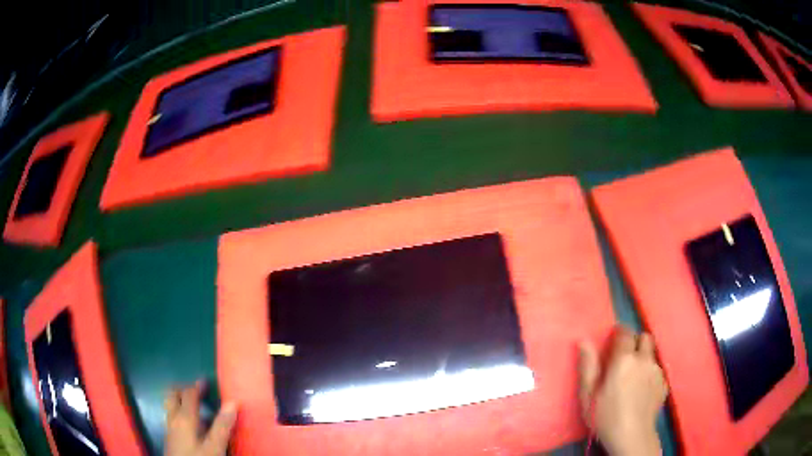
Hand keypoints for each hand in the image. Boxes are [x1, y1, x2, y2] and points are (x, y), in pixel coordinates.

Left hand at [164, 381, 237, 455]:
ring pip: (172, 406)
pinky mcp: (170, 437)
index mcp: (184, 417)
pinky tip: (193, 426)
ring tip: (195, 406)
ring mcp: (170, 428)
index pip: (189, 394)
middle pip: (173, 395)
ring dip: (181, 401)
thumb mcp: (215, 447)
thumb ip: (222, 426)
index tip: (207, 381)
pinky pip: (173, 417)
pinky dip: (181, 413)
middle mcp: (173, 418)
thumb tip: (233, 402)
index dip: (198, 386)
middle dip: (184, 389)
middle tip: (197, 391)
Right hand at [578, 327, 667, 455]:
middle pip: (644, 337)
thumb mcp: (588, 394)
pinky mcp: (664, 383)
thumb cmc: (605, 416)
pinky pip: (657, 370)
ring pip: (652, 354)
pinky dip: (649, 373)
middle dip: (635, 342)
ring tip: (633, 378)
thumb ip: (588, 366)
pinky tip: (641, 390)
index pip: (626, 332)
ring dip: (643, 358)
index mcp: (624, 359)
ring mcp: (657, 371)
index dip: (619, 332)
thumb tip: (583, 340)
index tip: (613, 340)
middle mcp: (644, 359)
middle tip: (624, 358)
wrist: (632, 435)